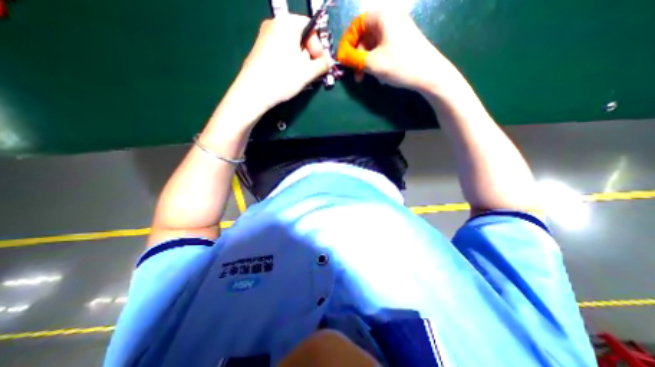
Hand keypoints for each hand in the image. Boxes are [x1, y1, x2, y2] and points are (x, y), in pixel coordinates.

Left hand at [234, 12, 334, 113]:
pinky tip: (287, 76)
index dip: (319, 47)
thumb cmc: (283, 77)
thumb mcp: (308, 72)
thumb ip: (322, 65)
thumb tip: (329, 61)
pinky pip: (280, 52)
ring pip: (290, 46)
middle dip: (308, 55)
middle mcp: (274, 24)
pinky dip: (288, 62)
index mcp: (288, 23)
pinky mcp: (259, 50)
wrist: (254, 91)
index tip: (320, 64)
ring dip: (299, 60)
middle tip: (310, 72)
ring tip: (299, 77)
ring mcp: (264, 36)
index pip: (311, 28)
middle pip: (300, 37)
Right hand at [337, 11, 451, 91]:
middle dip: (357, 55)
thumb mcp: (372, 63)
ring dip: (365, 61)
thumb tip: (340, 56)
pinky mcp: (402, 41)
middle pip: (365, 35)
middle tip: (355, 73)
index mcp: (383, 16)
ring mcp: (398, 30)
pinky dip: (376, 60)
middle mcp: (391, 18)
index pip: (357, 24)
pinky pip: (382, 48)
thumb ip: (353, 58)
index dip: (347, 42)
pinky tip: (377, 73)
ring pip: (373, 44)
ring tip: (365, 77)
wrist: (430, 75)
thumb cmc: (400, 65)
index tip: (342, 59)